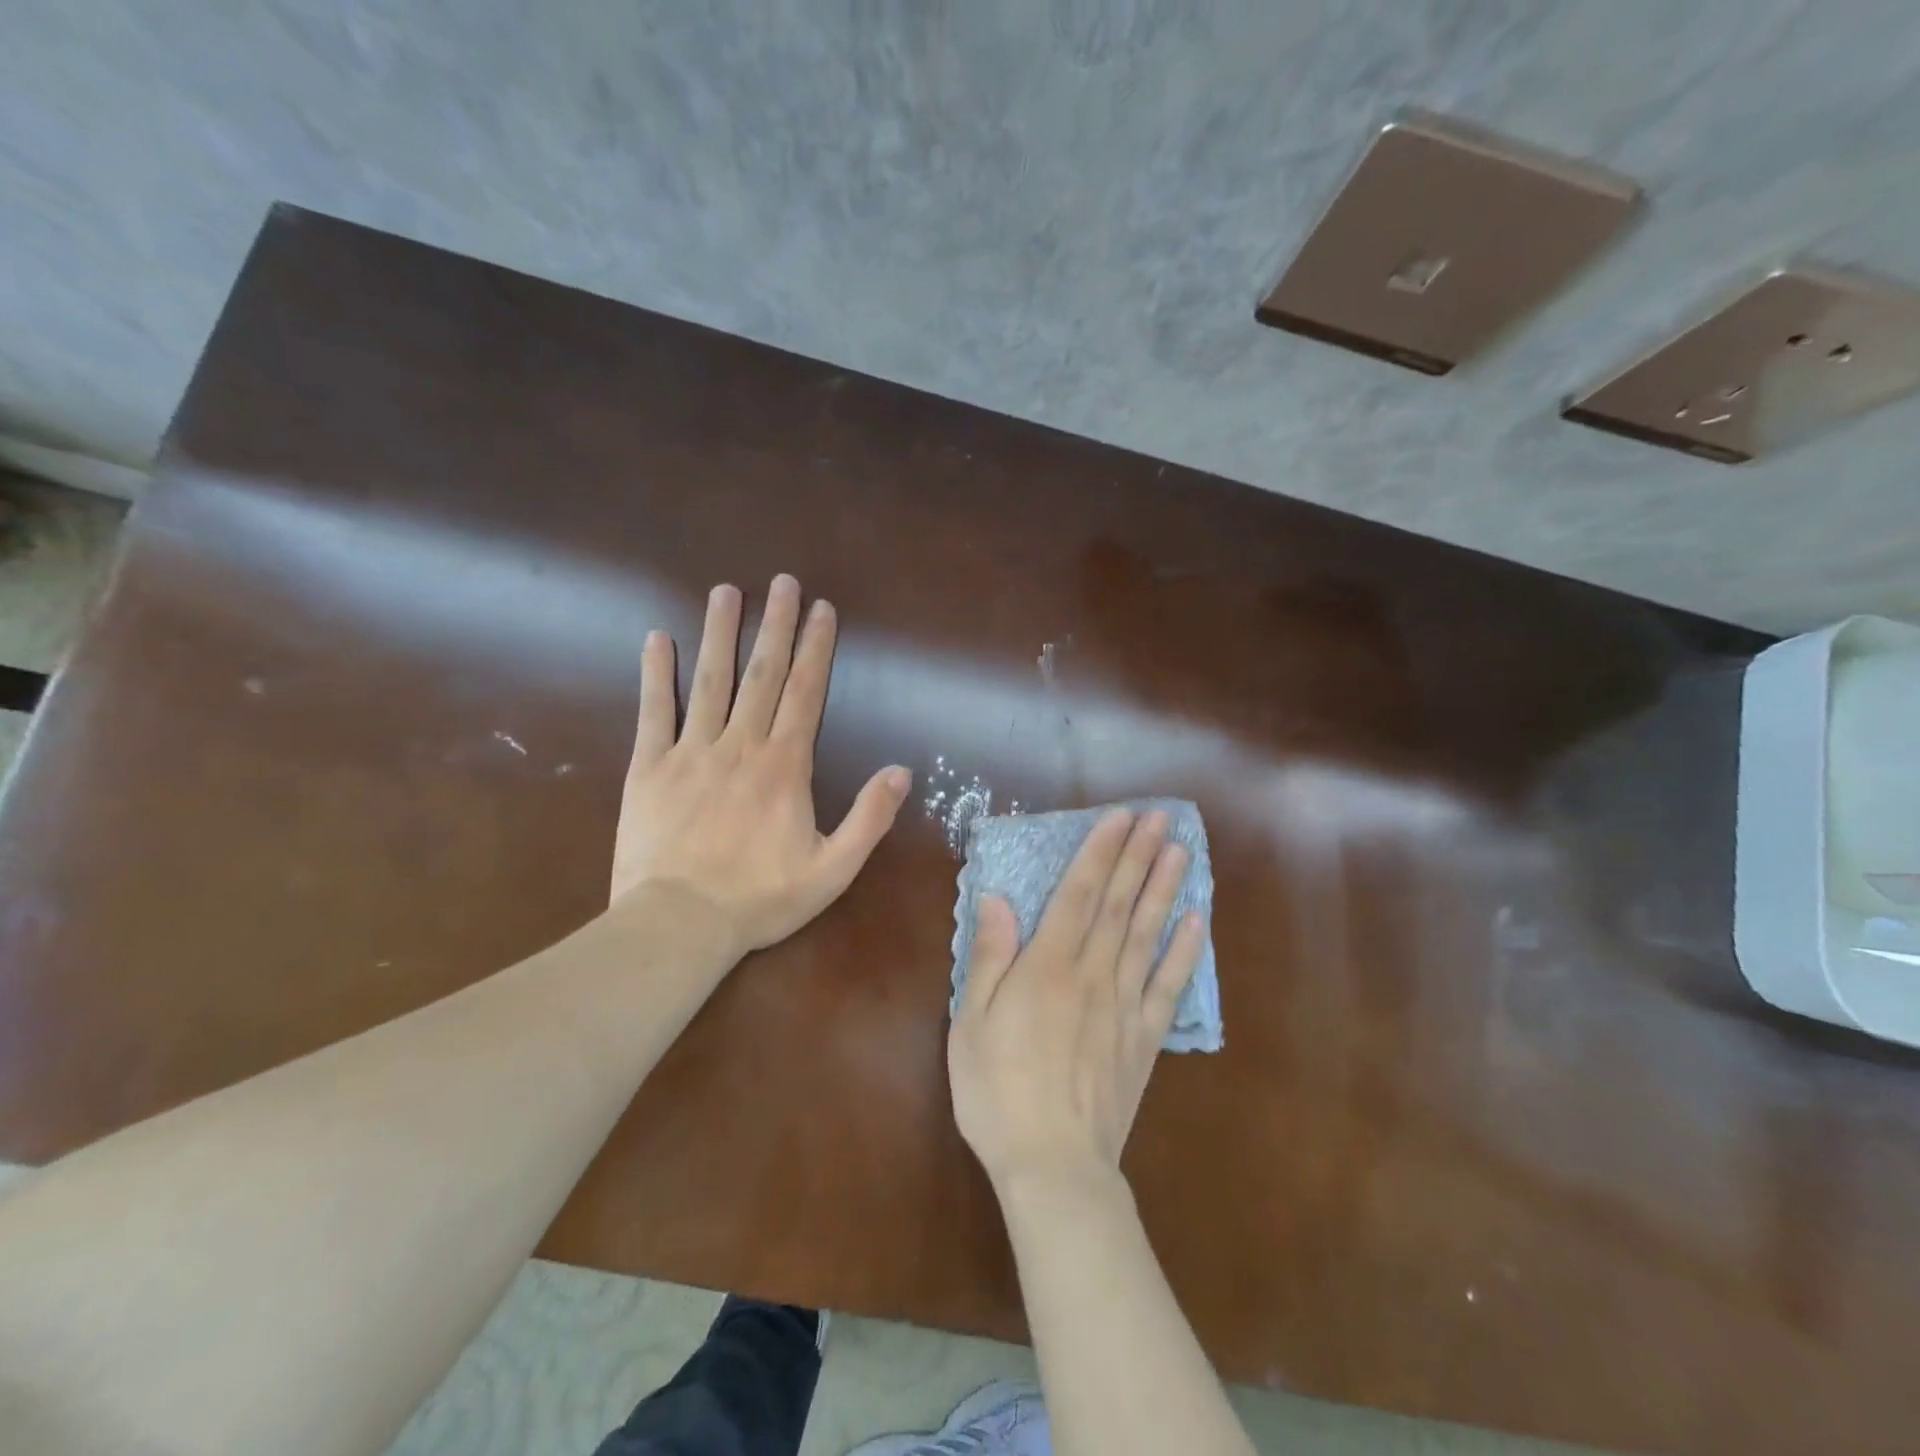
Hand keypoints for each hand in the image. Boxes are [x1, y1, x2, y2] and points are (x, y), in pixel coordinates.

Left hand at [611, 574, 911, 959]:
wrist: (678, 924)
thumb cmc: (760, 899)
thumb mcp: (833, 870)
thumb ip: (869, 818)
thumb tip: (902, 771)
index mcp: (784, 766)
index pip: (805, 694)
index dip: (815, 649)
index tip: (821, 609)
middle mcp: (740, 746)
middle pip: (761, 674)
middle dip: (774, 625)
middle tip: (782, 581)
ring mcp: (691, 752)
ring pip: (710, 681)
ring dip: (720, 633)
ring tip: (726, 591)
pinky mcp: (649, 768)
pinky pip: (653, 712)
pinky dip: (655, 675)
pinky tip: (658, 639)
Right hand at [947, 808, 1206, 1190]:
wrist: (1053, 1166)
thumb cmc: (998, 1091)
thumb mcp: (971, 1023)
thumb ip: (989, 957)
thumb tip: (997, 899)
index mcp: (1047, 967)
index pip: (1079, 895)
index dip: (1100, 853)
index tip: (1119, 817)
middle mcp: (1093, 975)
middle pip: (1119, 905)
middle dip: (1139, 857)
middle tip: (1161, 817)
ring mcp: (1125, 1006)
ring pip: (1148, 935)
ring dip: (1165, 889)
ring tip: (1181, 850)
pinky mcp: (1145, 1039)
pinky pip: (1169, 987)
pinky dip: (1185, 952)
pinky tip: (1196, 921)